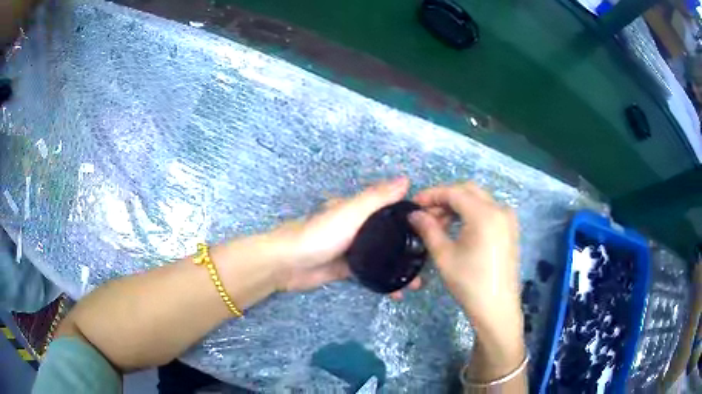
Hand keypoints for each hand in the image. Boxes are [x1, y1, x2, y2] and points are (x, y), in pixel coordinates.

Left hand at [271, 178, 419, 293]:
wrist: (288, 264)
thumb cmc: (320, 234)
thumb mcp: (350, 212)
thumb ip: (377, 198)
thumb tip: (405, 180)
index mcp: (359, 210)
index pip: (393, 210)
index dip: (414, 217)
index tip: (437, 227)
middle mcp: (359, 228)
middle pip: (390, 235)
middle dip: (411, 247)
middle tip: (430, 261)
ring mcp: (353, 250)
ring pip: (383, 258)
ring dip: (400, 268)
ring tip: (418, 282)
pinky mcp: (346, 269)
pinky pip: (371, 275)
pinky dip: (384, 282)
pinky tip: (397, 292)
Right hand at [408, 183, 521, 328]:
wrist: (497, 308)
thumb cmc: (469, 283)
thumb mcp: (444, 255)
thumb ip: (428, 228)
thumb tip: (414, 214)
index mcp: (485, 213)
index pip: (454, 192)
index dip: (432, 194)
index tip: (413, 203)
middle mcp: (500, 209)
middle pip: (468, 191)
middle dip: (444, 198)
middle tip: (425, 213)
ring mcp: (508, 218)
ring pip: (478, 200)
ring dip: (457, 205)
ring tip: (438, 223)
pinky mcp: (510, 229)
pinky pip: (487, 210)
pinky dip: (470, 213)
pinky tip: (457, 228)